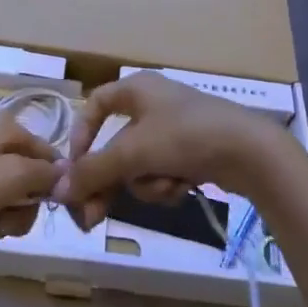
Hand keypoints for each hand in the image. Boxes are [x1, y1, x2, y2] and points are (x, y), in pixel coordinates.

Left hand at [0, 112, 62, 242]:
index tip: (49, 212)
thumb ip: (46, 174)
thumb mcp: (13, 176)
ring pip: (11, 196)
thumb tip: (70, 174)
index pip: (53, 157)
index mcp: (12, 129)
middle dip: (23, 208)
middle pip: (32, 180)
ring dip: (4, 217)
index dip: (54, 186)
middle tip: (5, 221)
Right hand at [56, 73, 294, 230]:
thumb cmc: (185, 136)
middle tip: (93, 218)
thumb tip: (57, 191)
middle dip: (110, 181)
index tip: (76, 167)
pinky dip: (168, 184)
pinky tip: (185, 185)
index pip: (94, 104)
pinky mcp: (192, 152)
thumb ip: (93, 172)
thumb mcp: (133, 153)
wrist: (250, 152)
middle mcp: (152, 104)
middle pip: (115, 147)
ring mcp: (174, 129)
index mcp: (136, 88)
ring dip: (148, 183)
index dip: (81, 135)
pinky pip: (162, 172)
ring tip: (169, 184)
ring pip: (138, 165)